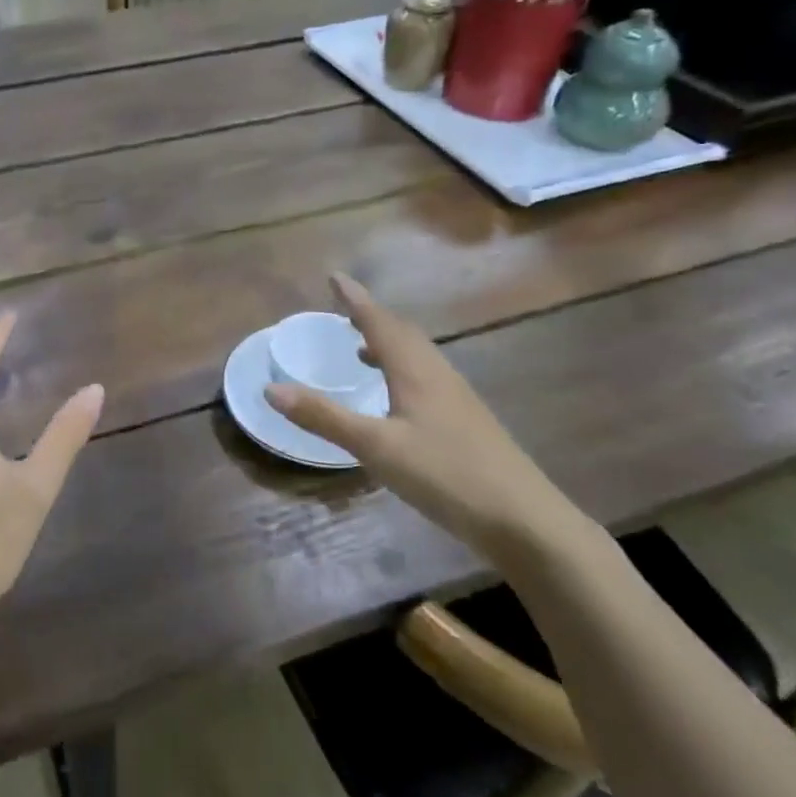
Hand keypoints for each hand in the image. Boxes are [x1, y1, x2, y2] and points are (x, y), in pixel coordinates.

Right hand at [264, 275, 578, 556]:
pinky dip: (402, 371)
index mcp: (416, 371)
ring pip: (418, 357)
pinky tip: (396, 398)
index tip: (335, 277)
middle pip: (403, 334)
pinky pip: (426, 378)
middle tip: (345, 310)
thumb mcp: (375, 447)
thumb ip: (324, 417)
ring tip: (362, 350)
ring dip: (388, 344)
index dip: (355, 299)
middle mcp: (438, 375)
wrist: (524, 520)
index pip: (380, 323)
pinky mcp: (466, 422)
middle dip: (372, 318)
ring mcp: (457, 399)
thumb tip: (271, 388)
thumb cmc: (446, 474)